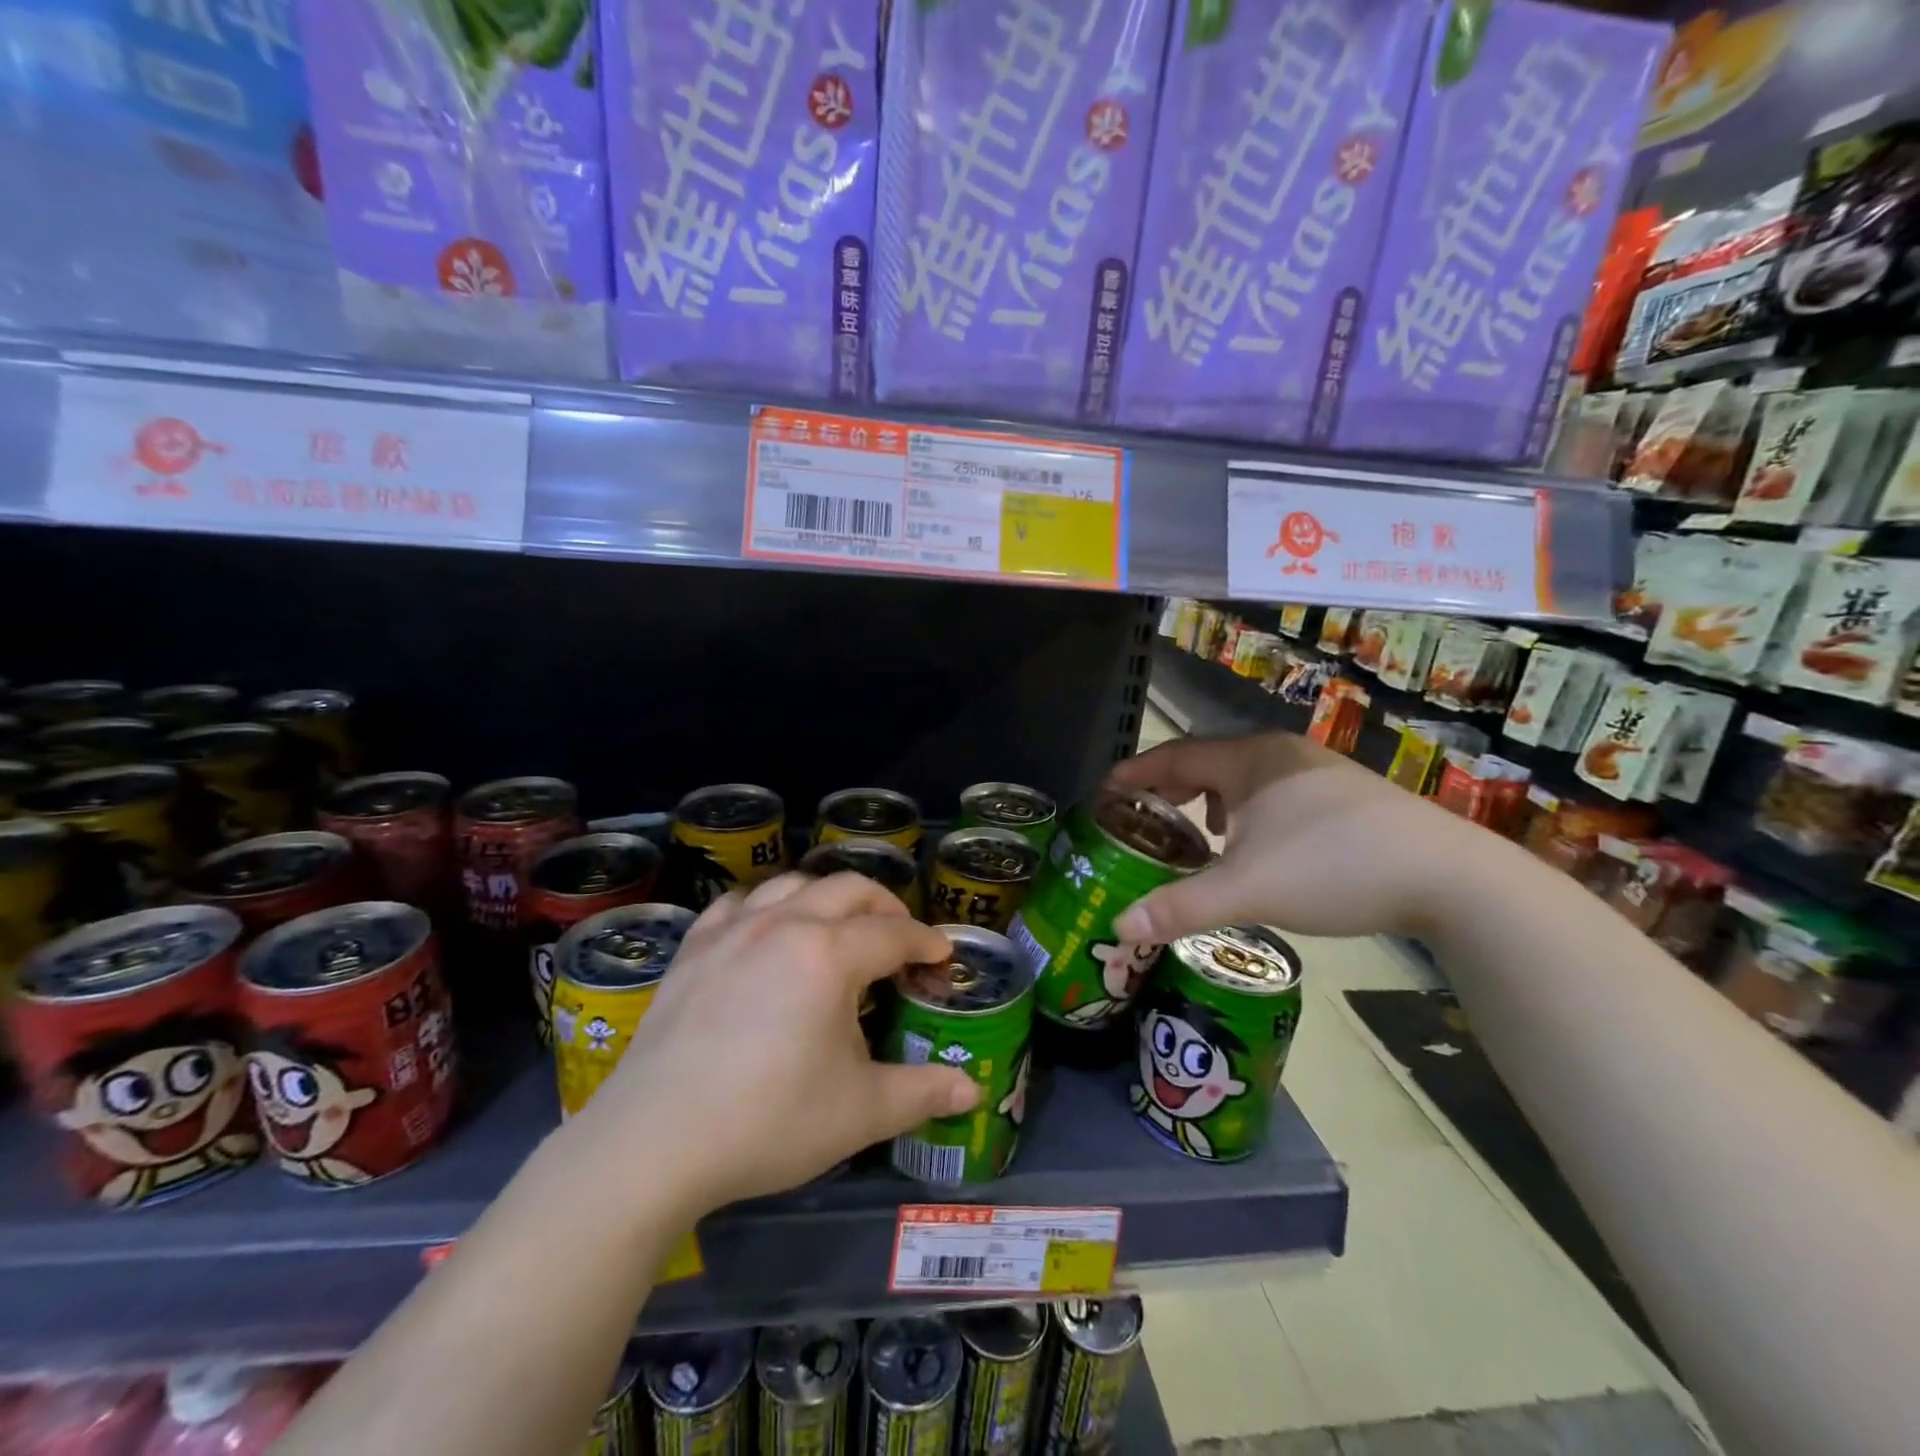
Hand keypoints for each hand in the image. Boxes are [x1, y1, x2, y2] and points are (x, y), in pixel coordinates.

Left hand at [565, 873, 979, 1219]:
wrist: (654, 1142)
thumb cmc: (768, 1121)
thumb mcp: (860, 1112)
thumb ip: (922, 1093)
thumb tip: (972, 1092)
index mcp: (830, 955)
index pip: (894, 933)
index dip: (926, 943)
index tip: (942, 957)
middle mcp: (784, 924)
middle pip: (849, 890)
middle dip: (886, 907)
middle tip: (901, 940)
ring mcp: (733, 930)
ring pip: (793, 884)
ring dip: (827, 897)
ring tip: (839, 928)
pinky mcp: (694, 947)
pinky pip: (739, 902)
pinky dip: (766, 906)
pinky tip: (767, 930)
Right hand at [1107, 731, 1489, 943]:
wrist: (1450, 877)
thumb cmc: (1334, 868)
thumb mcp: (1247, 889)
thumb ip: (1179, 906)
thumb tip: (1120, 926)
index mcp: (1250, 760)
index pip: (1176, 755)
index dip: (1136, 772)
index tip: (1106, 792)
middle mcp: (1281, 754)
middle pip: (1208, 761)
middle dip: (1170, 788)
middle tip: (1142, 818)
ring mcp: (1318, 771)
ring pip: (1244, 778)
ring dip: (1210, 800)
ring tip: (1195, 833)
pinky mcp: (1346, 795)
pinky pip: (1274, 792)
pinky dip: (1247, 811)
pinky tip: (1255, 844)